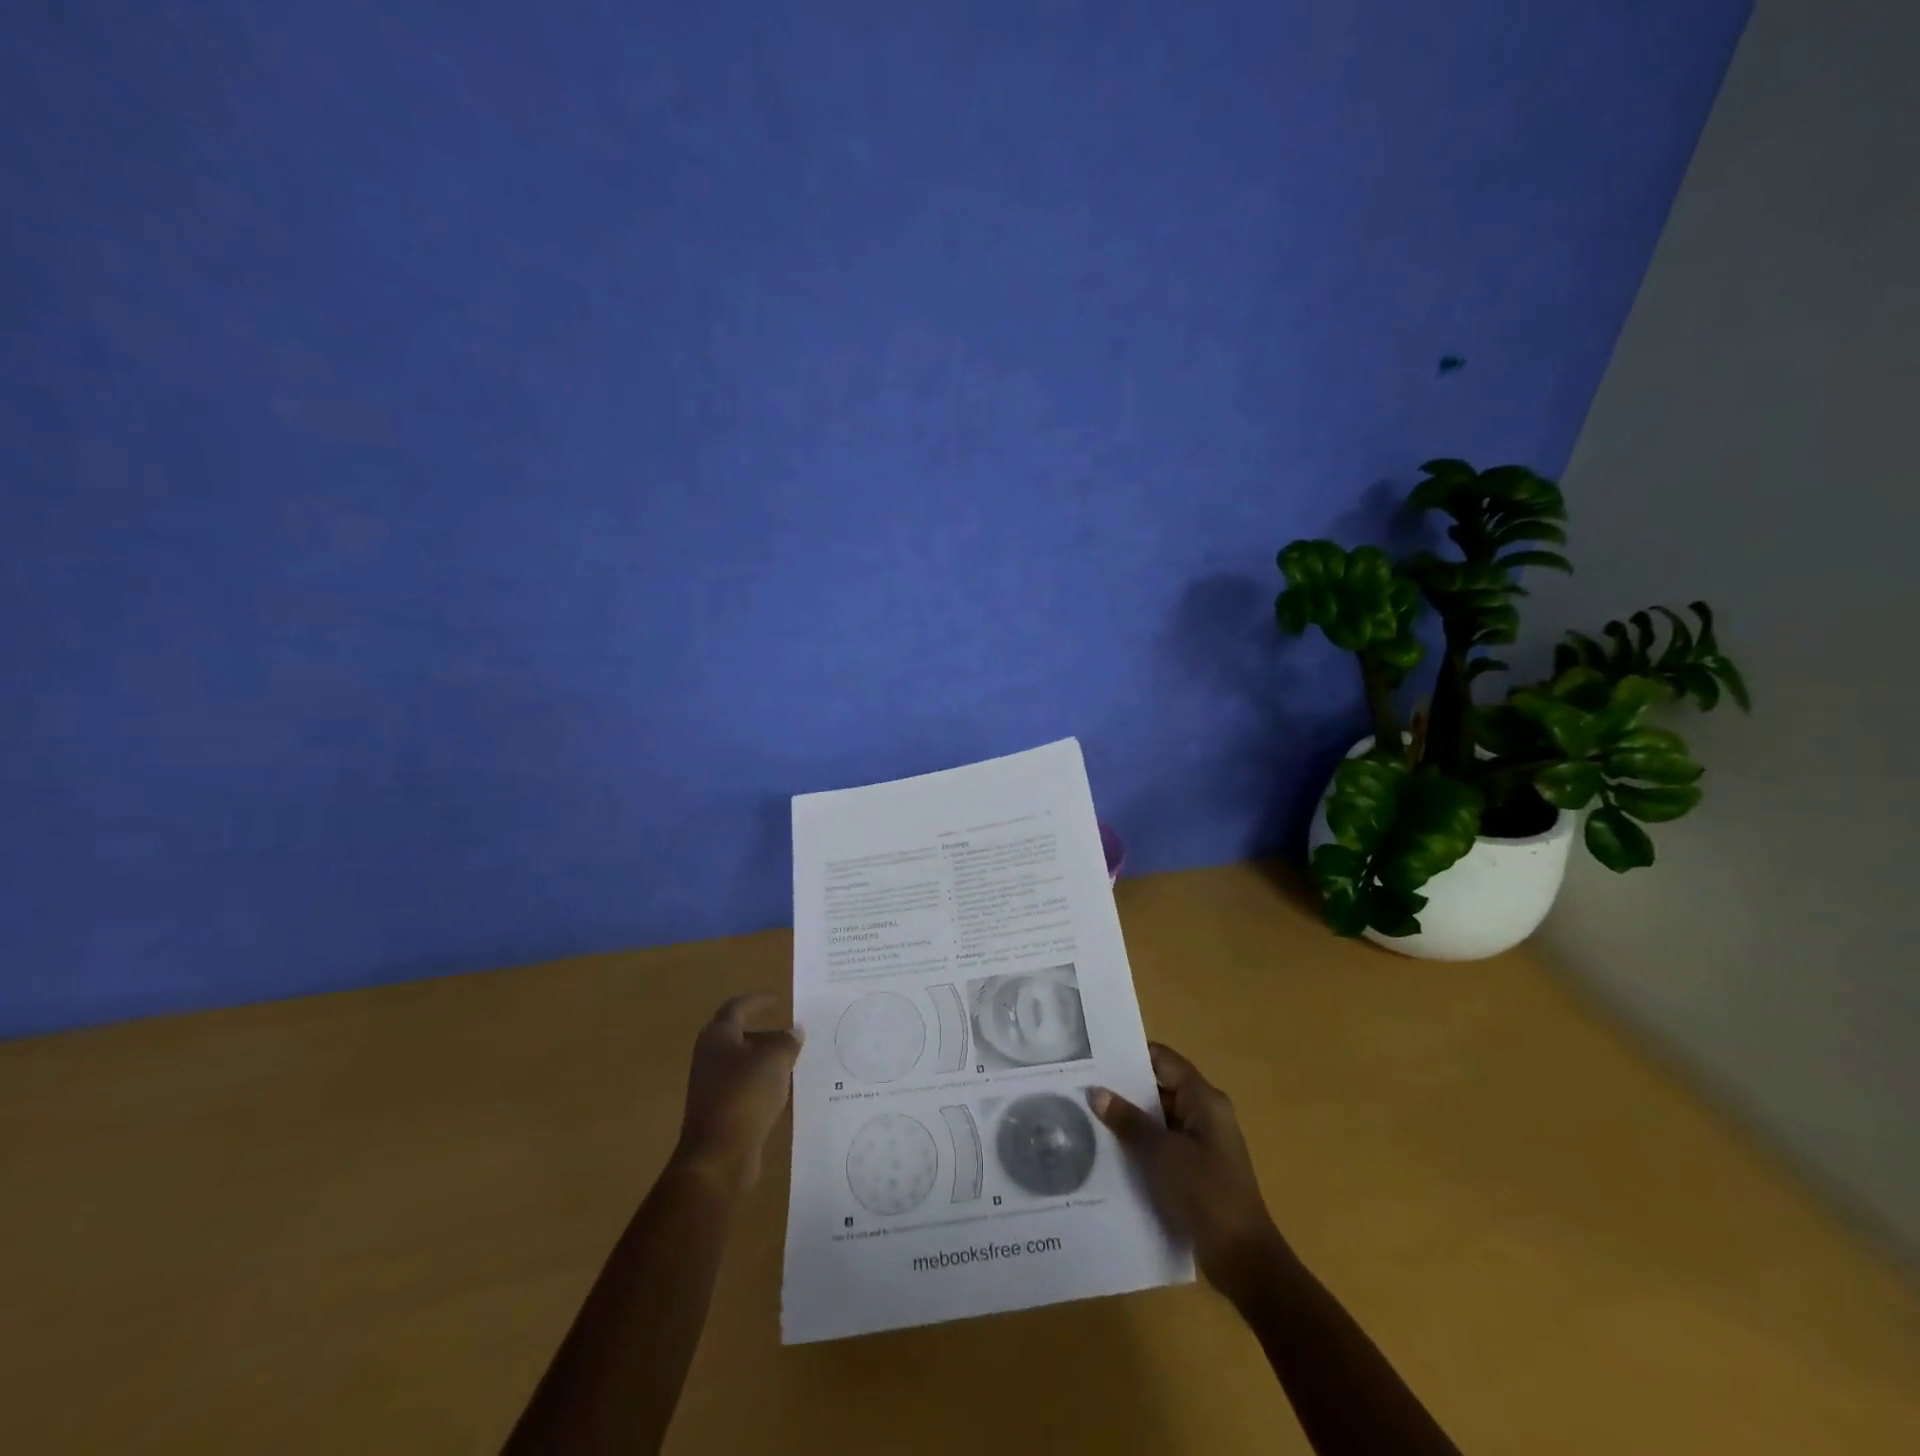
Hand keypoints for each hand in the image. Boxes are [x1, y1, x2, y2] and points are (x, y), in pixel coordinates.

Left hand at [673, 993, 802, 1192]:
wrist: (718, 1156)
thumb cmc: (745, 1095)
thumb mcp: (775, 1060)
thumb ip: (787, 1041)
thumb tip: (794, 1031)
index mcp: (718, 1036)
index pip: (738, 1007)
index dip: (759, 1000)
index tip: (780, 999)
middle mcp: (710, 1057)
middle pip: (740, 1035)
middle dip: (767, 1033)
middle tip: (793, 1034)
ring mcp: (712, 1086)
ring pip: (744, 1063)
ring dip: (767, 1060)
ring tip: (795, 1062)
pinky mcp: (719, 1111)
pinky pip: (745, 1088)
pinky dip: (764, 1084)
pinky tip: (784, 1092)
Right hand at [1090, 1043, 1286, 1301]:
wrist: (1243, 1259)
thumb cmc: (1205, 1193)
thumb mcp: (1161, 1153)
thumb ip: (1128, 1120)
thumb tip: (1096, 1091)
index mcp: (1204, 1099)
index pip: (1163, 1060)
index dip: (1130, 1055)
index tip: (1094, 1056)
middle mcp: (1205, 1113)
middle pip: (1159, 1087)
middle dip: (1123, 1089)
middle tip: (1081, 1087)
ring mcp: (1201, 1143)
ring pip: (1158, 1118)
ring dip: (1129, 1119)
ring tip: (1086, 1116)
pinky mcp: (1196, 1169)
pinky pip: (1162, 1144)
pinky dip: (1140, 1144)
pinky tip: (1109, 1152)